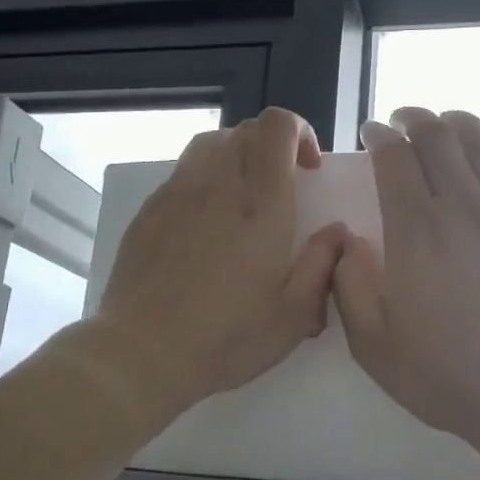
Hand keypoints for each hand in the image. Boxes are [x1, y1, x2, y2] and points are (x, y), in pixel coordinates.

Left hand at [94, 107, 346, 414]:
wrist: (143, 351)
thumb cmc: (226, 338)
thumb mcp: (293, 316)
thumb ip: (322, 265)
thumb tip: (337, 232)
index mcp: (261, 205)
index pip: (276, 127)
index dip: (298, 131)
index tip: (309, 169)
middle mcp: (218, 185)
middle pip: (244, 131)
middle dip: (271, 146)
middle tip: (282, 186)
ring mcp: (177, 194)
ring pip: (210, 145)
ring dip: (236, 157)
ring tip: (243, 197)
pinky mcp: (149, 211)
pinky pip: (182, 174)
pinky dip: (204, 181)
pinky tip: (205, 223)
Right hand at [334, 107, 479, 456]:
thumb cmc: (446, 376)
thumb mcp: (372, 344)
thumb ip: (348, 285)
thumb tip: (348, 241)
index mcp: (417, 231)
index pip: (395, 157)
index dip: (380, 136)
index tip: (372, 134)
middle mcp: (465, 207)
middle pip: (440, 136)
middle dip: (416, 118)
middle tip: (404, 121)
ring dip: (461, 123)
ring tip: (448, 124)